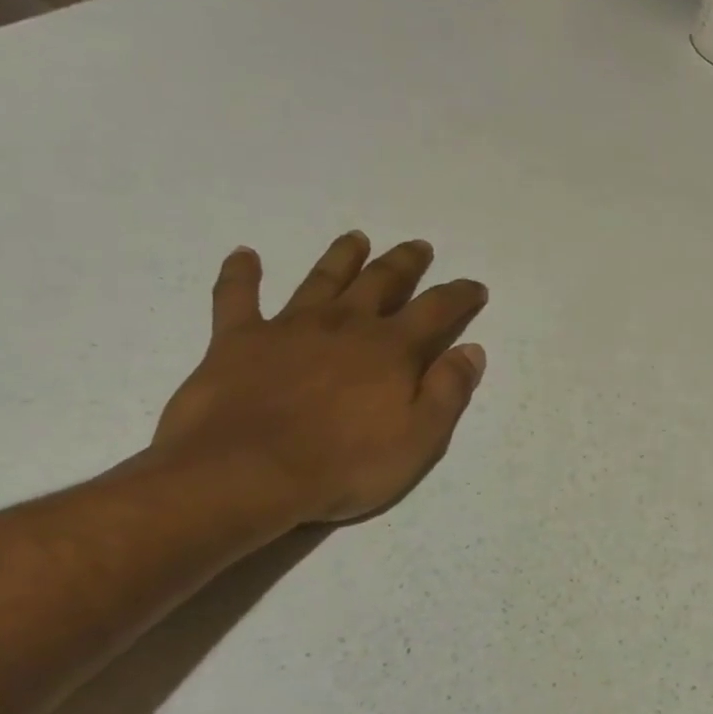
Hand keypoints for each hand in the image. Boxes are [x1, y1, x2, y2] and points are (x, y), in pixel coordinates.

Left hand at [152, 232, 488, 523]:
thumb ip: (449, 390)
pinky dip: (241, 274)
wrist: (246, 475)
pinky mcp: (237, 340)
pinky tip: (245, 255)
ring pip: (322, 278)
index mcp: (391, 349)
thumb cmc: (345, 464)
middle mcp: (345, 324)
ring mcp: (289, 327)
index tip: (475, 287)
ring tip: (356, 238)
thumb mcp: (421, 438)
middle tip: (418, 246)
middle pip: (381, 281)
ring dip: (342, 256)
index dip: (460, 295)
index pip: (437, 309)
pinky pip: (237, 297)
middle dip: (405, 263)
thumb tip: (472, 350)